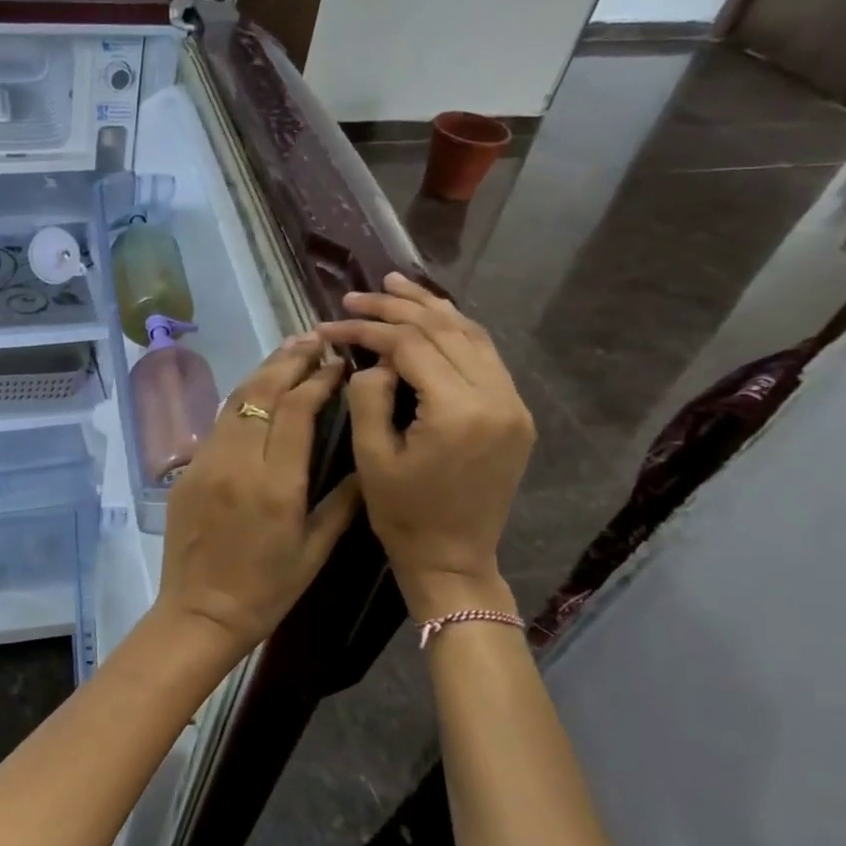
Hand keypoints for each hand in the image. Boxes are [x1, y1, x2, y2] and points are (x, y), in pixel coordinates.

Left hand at [153, 334, 362, 666]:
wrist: (200, 612)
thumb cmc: (266, 590)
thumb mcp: (315, 550)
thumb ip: (343, 501)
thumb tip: (365, 459)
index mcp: (275, 484)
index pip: (296, 409)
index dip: (319, 379)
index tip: (340, 364)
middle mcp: (237, 463)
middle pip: (261, 392)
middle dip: (289, 360)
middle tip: (314, 339)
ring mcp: (206, 463)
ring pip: (235, 401)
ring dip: (263, 372)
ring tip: (289, 351)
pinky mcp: (188, 470)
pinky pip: (218, 423)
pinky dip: (241, 398)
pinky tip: (257, 391)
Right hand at [320, 274, 534, 620]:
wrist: (454, 559)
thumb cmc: (403, 514)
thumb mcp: (371, 456)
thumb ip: (368, 396)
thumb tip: (374, 359)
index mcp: (458, 411)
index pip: (410, 346)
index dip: (367, 329)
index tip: (331, 324)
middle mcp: (496, 397)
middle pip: (445, 330)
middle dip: (397, 308)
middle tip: (358, 294)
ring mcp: (512, 403)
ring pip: (472, 335)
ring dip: (431, 308)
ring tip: (395, 286)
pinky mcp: (514, 412)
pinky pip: (484, 356)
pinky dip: (455, 331)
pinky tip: (431, 318)